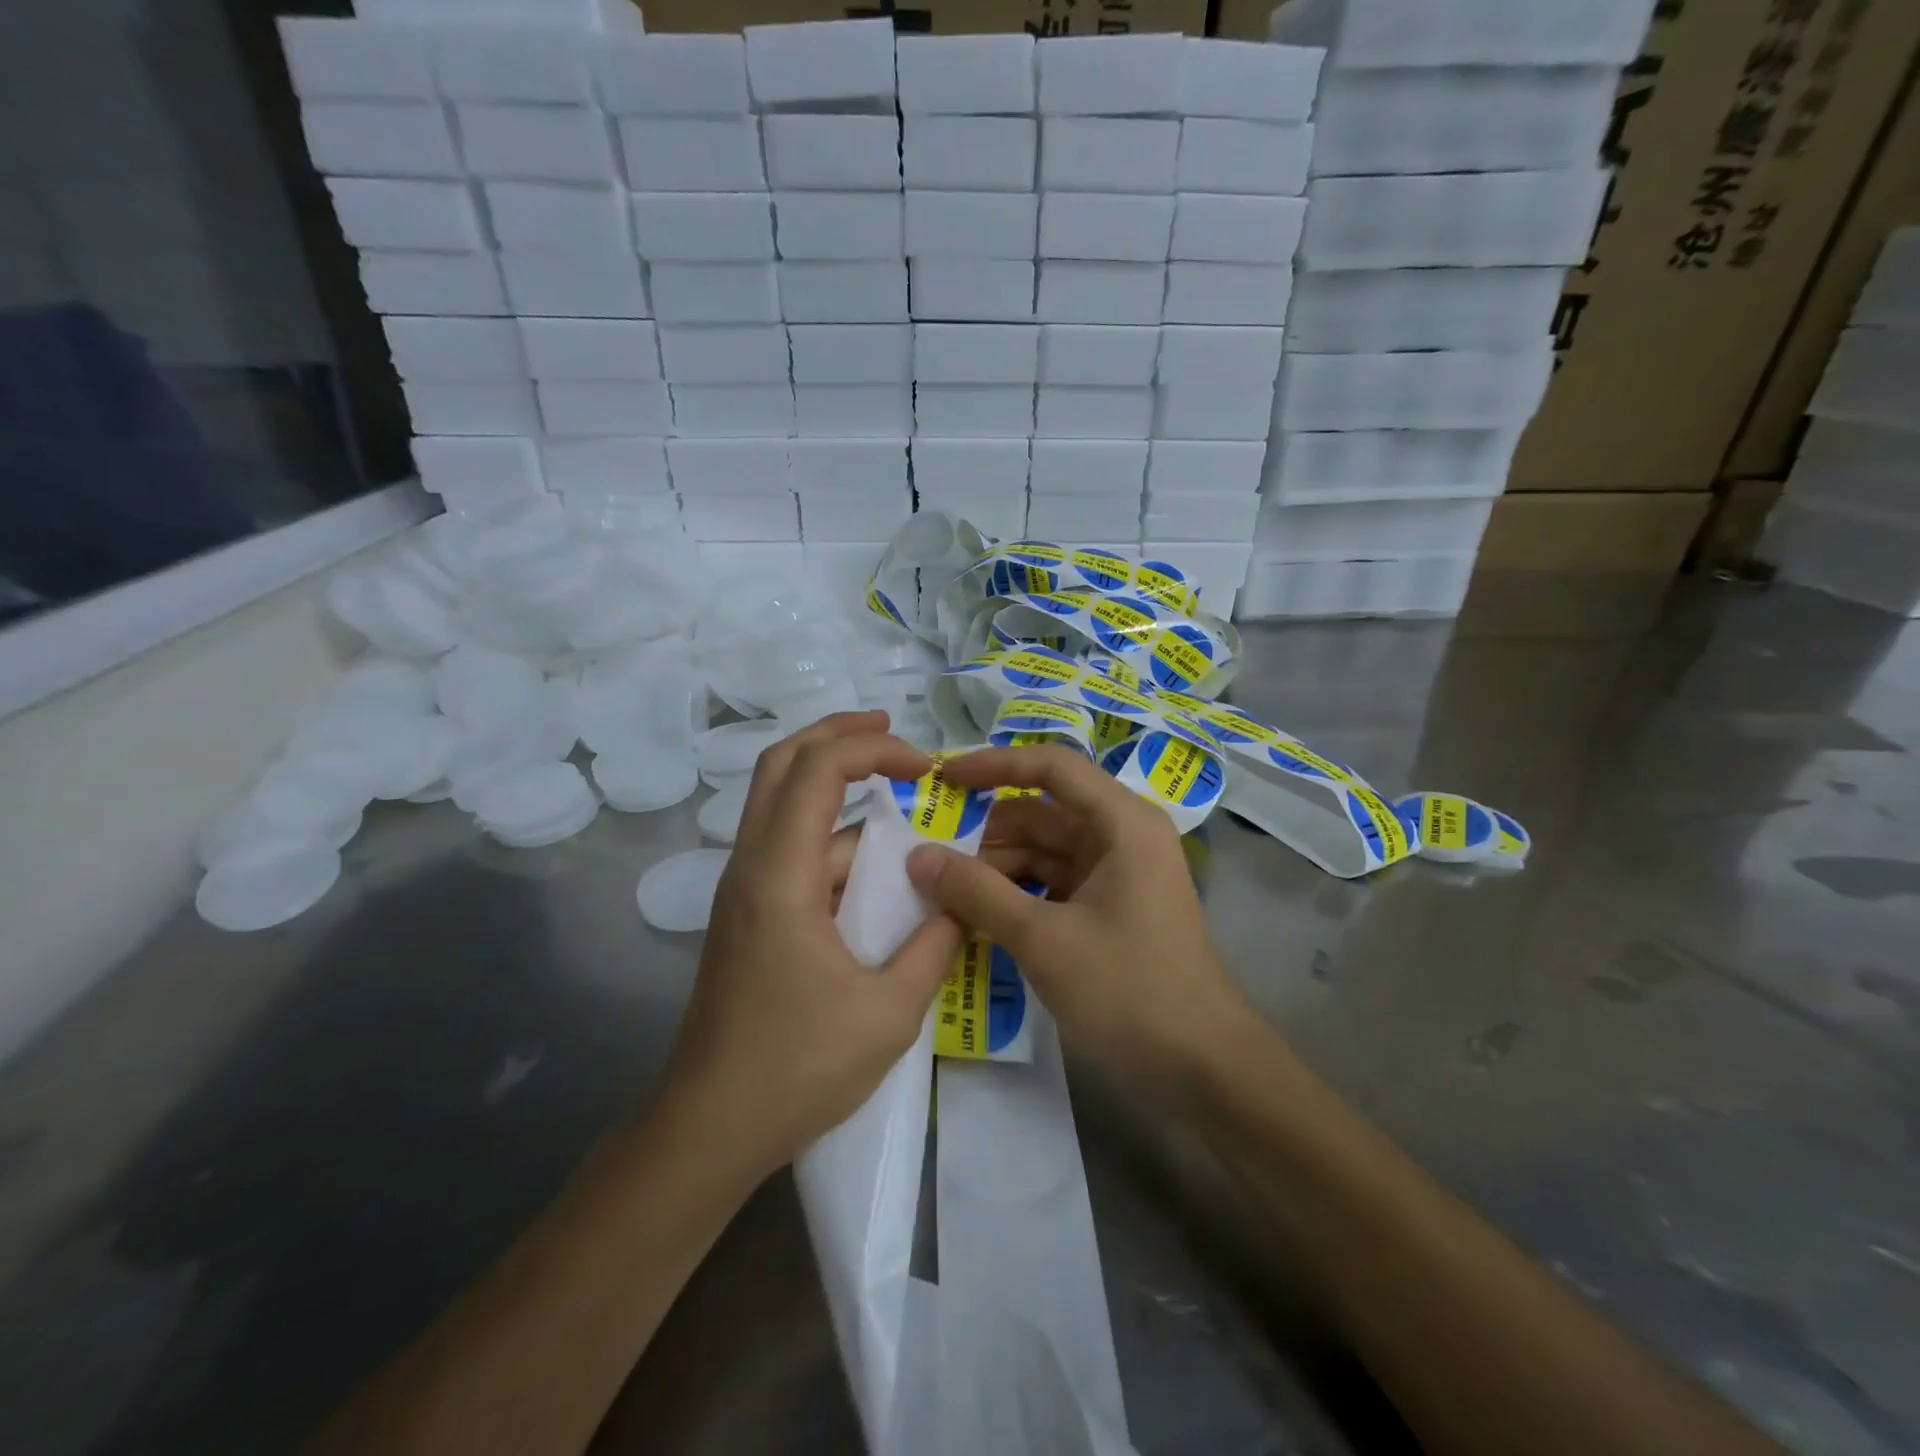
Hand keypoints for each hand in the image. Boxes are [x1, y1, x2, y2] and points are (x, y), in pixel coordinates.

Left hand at [665, 711, 962, 1175]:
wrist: (708, 1130)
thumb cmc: (795, 1070)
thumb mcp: (888, 1012)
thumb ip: (934, 946)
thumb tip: (961, 904)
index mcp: (779, 876)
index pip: (817, 769)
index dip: (873, 748)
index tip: (927, 766)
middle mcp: (751, 867)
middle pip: (782, 764)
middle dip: (839, 736)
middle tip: (894, 733)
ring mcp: (745, 890)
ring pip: (782, 804)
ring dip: (837, 787)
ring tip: (901, 800)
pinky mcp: (749, 915)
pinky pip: (793, 851)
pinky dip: (835, 840)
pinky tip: (879, 872)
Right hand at [905, 745, 1258, 1093]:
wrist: (1203, 1068)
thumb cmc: (1130, 989)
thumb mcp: (1044, 939)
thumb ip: (977, 892)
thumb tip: (917, 856)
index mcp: (1121, 822)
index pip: (1050, 767)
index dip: (993, 764)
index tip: (941, 778)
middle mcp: (1121, 835)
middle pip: (1041, 813)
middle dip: (986, 835)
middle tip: (929, 861)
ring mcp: (1116, 873)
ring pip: (1042, 851)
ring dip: (996, 870)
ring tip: (945, 898)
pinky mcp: (1109, 907)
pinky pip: (1052, 884)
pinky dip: (1016, 895)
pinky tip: (978, 919)